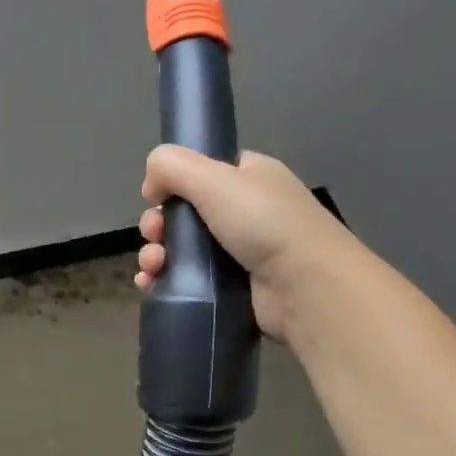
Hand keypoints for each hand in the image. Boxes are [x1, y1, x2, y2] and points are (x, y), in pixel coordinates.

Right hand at [135, 145, 351, 340]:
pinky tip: (150, 286)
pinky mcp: (230, 289)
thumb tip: (150, 185)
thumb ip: (172, 166)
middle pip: (184, 214)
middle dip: (158, 224)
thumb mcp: (215, 178)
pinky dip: (163, 282)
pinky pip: (187, 282)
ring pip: (180, 250)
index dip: (172, 183)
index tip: (154, 198)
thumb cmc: (264, 223)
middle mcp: (245, 212)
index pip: (201, 172)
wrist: (304, 287)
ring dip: (156, 255)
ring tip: (152, 268)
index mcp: (249, 178)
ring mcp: (238, 253)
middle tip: (155, 236)